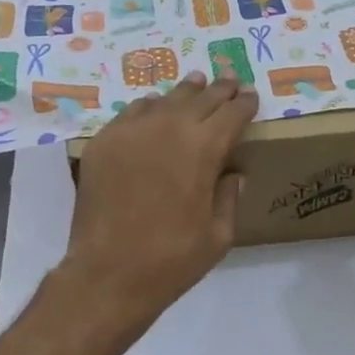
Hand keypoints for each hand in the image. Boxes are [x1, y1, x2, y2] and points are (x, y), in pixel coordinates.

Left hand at [61, 71, 259, 320]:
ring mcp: (131, 131)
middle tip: (229, 80)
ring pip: (165, 99)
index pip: (231, 113)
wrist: (108, 274)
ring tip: (196, 84)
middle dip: (219, 89)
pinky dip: (150, 107)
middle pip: (200, 98)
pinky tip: (155, 109)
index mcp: (203, 149)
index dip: (244, 104)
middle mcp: (168, 128)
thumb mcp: (218, 236)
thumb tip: (234, 173)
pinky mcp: (103, 142)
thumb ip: (229, 197)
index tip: (251, 97)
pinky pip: (132, 112)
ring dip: (185, 93)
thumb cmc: (172, 260)